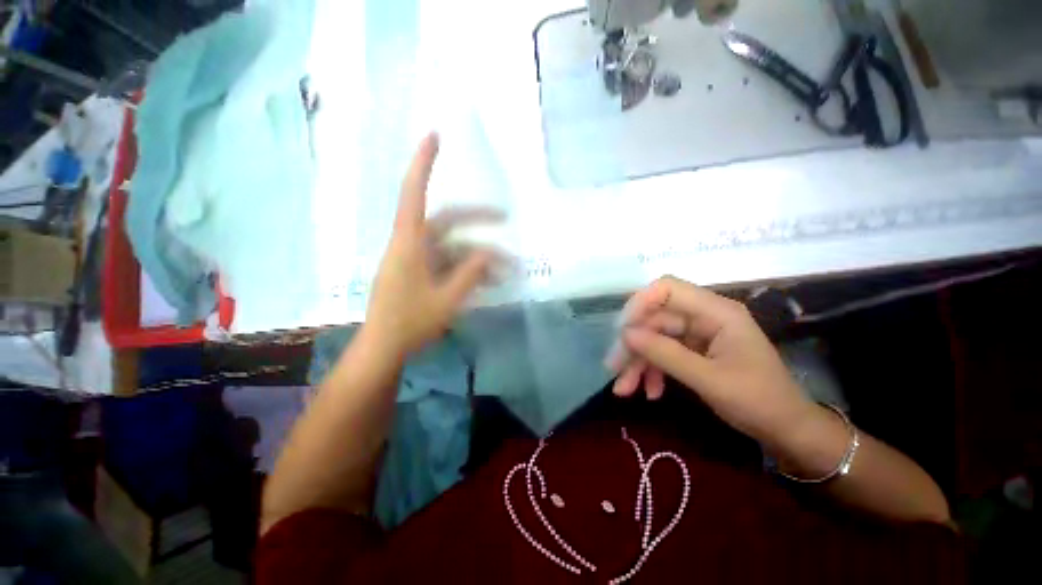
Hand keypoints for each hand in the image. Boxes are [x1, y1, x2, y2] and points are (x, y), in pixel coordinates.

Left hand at [364, 133, 501, 355]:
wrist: (384, 348)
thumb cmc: (411, 323)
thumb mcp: (448, 299)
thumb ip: (470, 273)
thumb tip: (490, 251)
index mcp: (408, 244)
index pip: (414, 193)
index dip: (424, 164)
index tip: (434, 136)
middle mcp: (410, 244)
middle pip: (447, 221)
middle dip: (478, 220)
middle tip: (506, 220)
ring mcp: (415, 259)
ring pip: (452, 246)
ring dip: (477, 255)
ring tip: (504, 270)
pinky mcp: (419, 272)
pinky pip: (447, 262)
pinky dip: (467, 267)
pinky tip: (486, 279)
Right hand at [606, 276, 815, 446]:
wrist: (787, 430)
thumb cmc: (759, 402)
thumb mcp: (709, 380)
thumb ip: (666, 354)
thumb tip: (626, 335)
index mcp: (716, 312)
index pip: (667, 289)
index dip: (640, 303)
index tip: (623, 331)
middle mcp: (703, 316)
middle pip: (655, 318)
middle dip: (633, 344)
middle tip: (614, 369)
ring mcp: (697, 333)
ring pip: (654, 337)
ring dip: (637, 362)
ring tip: (624, 389)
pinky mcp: (693, 350)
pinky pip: (662, 353)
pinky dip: (651, 370)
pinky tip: (649, 391)